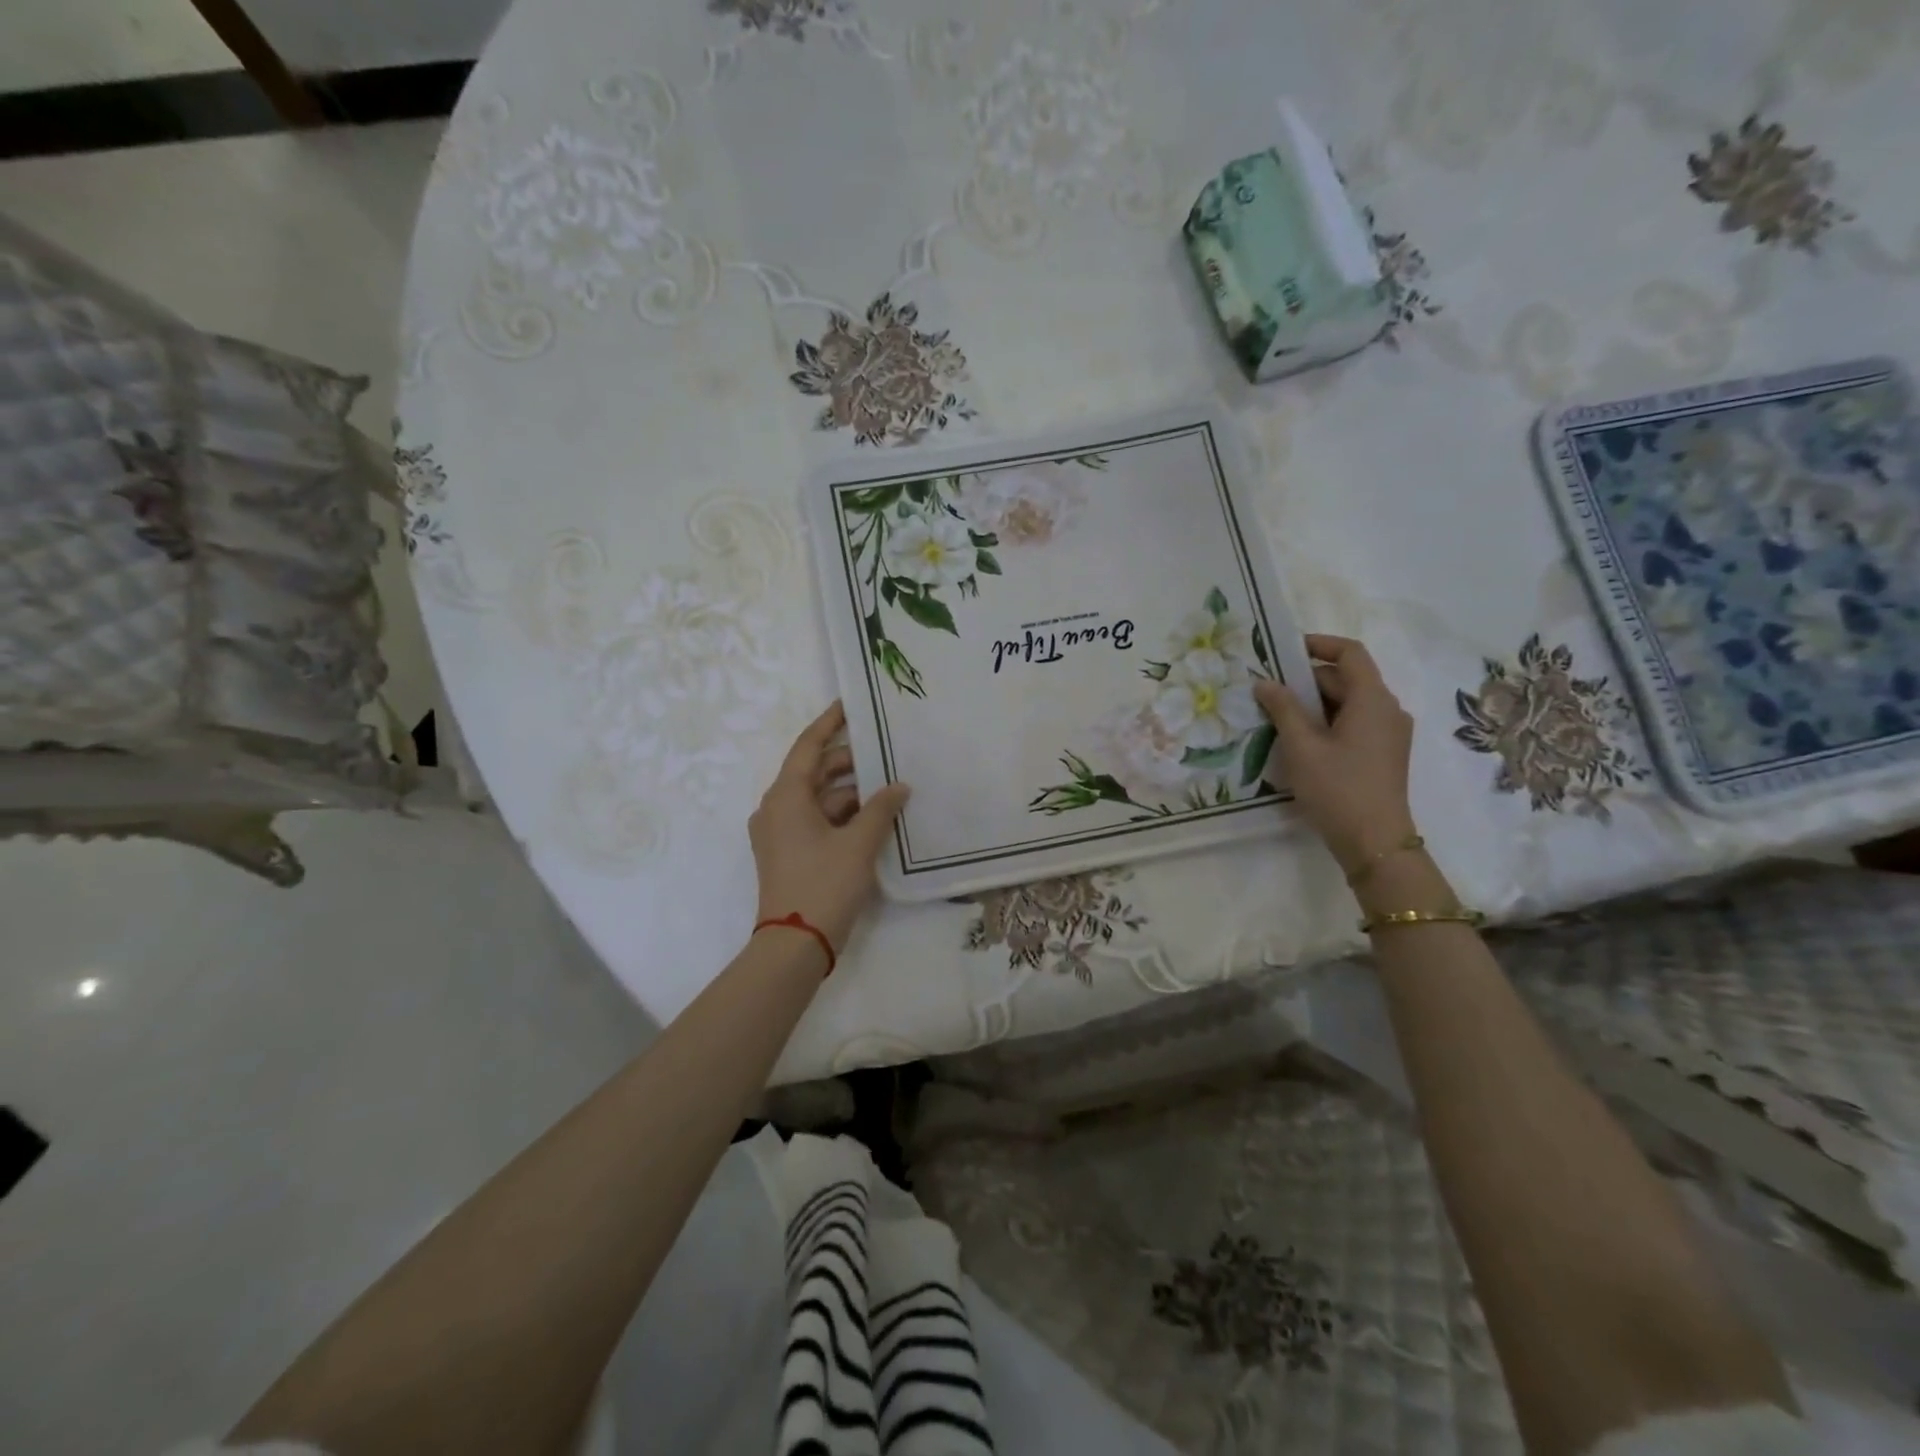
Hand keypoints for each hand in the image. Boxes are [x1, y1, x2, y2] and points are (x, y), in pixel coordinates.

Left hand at [750, 702, 909, 952]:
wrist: (794, 946)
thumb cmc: (823, 885)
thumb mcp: (858, 844)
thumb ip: (881, 809)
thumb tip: (899, 786)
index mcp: (786, 796)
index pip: (808, 746)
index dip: (830, 723)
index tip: (851, 705)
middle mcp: (777, 808)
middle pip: (815, 772)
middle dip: (850, 762)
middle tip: (886, 751)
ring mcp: (781, 833)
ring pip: (820, 799)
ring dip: (852, 792)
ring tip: (890, 786)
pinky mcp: (789, 853)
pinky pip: (819, 821)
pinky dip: (844, 816)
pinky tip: (876, 817)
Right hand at [1254, 634, 1417, 873]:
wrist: (1375, 842)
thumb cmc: (1337, 788)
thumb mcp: (1301, 746)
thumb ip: (1283, 708)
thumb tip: (1265, 682)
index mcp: (1373, 699)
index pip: (1350, 653)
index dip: (1318, 644)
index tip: (1284, 650)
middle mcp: (1388, 709)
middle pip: (1347, 678)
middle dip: (1308, 679)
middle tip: (1269, 690)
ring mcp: (1390, 733)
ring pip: (1349, 703)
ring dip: (1315, 703)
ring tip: (1278, 716)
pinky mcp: (1384, 753)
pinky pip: (1355, 723)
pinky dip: (1327, 721)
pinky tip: (1300, 740)